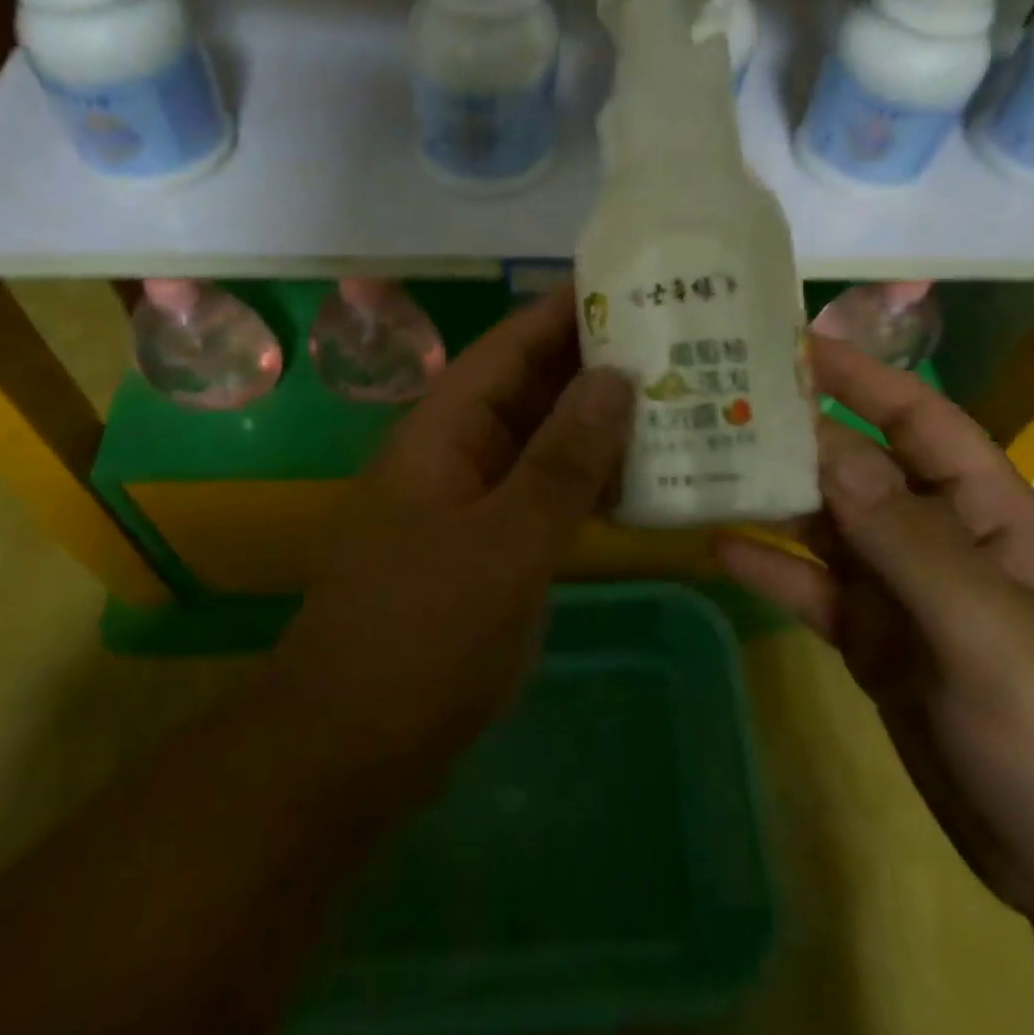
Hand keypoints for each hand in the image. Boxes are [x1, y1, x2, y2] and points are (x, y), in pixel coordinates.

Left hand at [270, 287, 633, 802]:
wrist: (350, 750)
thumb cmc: (422, 636)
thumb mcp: (504, 544)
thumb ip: (563, 460)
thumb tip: (616, 377)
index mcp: (445, 429)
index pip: (513, 345)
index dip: (569, 310)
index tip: (636, 284)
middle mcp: (458, 451)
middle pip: (533, 389)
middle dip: (600, 366)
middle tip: (682, 344)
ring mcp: (473, 501)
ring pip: (544, 443)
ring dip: (602, 426)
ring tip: (682, 401)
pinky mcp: (489, 547)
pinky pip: (545, 495)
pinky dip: (589, 483)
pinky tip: (646, 482)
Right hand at [716, 338, 1033, 936]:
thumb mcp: (998, 637)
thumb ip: (912, 545)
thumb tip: (834, 455)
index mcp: (991, 517)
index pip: (923, 422)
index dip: (863, 379)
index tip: (795, 346)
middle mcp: (943, 542)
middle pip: (860, 471)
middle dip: (797, 438)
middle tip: (716, 404)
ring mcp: (906, 596)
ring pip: (829, 530)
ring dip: (774, 500)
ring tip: (702, 465)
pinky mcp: (877, 646)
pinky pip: (817, 593)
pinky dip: (774, 570)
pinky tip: (719, 549)